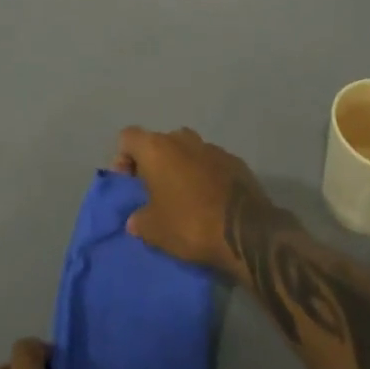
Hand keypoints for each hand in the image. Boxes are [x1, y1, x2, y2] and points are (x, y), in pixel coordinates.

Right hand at [113, 126, 275, 275]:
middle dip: (153, 163)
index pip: (127, 137)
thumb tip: (136, 219)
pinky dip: (205, 175)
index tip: (130, 185)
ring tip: (183, 198)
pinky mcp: (235, 161)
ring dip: (180, 168)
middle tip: (154, 193)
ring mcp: (212, 147)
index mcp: (157, 148)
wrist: (246, 231)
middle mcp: (183, 139)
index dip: (123, 158)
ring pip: (186, 151)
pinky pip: (210, 163)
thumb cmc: (190, 224)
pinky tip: (209, 201)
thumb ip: (139, 220)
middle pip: (158, 142)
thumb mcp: (154, 231)